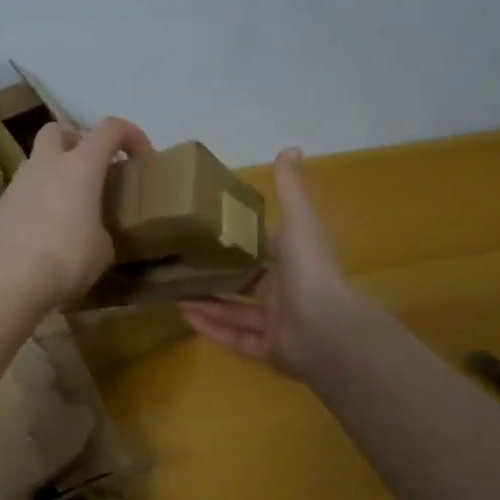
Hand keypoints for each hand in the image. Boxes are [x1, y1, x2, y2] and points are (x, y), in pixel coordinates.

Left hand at [0, 117, 154, 308]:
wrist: (11, 279)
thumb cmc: (67, 258)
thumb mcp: (103, 248)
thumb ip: (103, 227)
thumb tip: (95, 231)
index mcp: (80, 166)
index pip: (109, 129)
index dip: (130, 134)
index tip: (141, 156)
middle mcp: (46, 164)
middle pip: (58, 131)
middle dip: (76, 142)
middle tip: (91, 170)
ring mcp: (18, 183)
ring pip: (37, 161)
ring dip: (54, 173)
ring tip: (69, 205)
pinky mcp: (0, 206)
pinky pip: (24, 191)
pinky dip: (38, 198)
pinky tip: (46, 227)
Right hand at [179, 148, 357, 381]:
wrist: (327, 330)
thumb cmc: (311, 271)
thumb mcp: (300, 221)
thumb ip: (291, 189)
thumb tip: (290, 148)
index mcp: (294, 262)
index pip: (262, 248)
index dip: (236, 240)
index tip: (203, 230)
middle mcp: (286, 292)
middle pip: (245, 282)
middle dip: (215, 274)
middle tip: (178, 262)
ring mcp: (277, 324)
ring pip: (235, 312)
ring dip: (206, 301)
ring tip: (172, 289)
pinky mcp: (267, 350)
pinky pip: (234, 338)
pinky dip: (210, 328)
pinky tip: (183, 316)